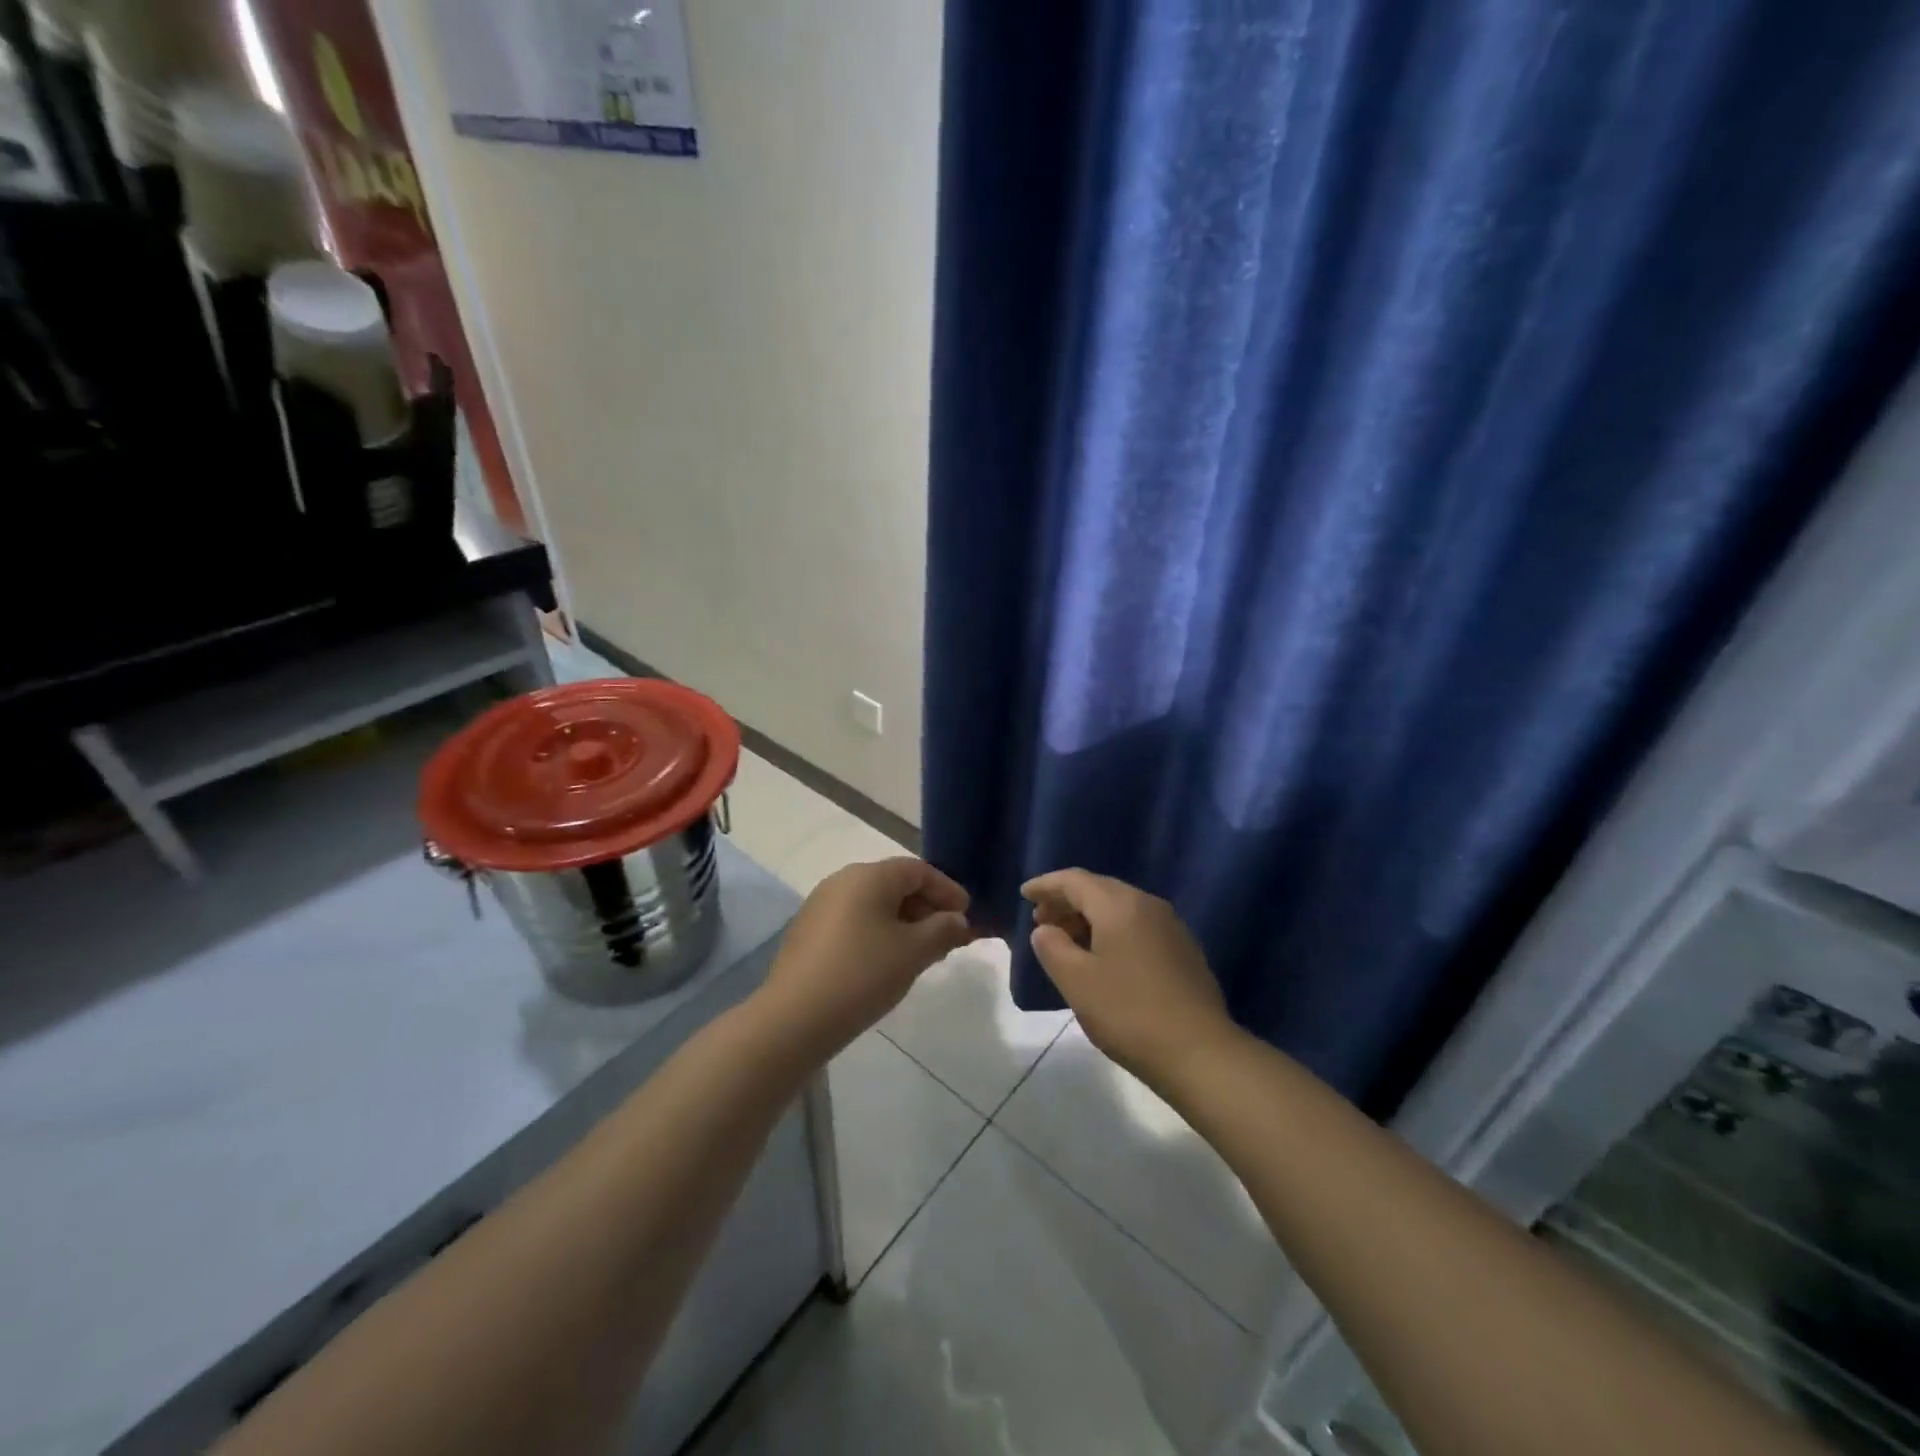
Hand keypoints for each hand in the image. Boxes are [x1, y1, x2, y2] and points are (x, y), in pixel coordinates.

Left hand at [756, 858, 976, 1065]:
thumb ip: (943, 930)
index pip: (918, 870)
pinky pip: (854, 920)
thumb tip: (957, 920)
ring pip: (874, 903)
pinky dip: (878, 931)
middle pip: (895, 883)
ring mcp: (821, 904)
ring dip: (903, 921)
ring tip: (921, 951)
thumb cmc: (862, 975)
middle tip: (948, 936)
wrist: (794, 1018)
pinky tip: (886, 960)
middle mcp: (843, 880)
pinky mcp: (808, 930)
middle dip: (926, 907)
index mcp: (869, 876)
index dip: (947, 890)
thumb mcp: (913, 952)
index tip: (967, 915)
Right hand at [1023, 869, 1232, 1087]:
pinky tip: (1103, 958)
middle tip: (1040, 921)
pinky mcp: (1183, 950)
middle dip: (1066, 901)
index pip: (1074, 880)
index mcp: (1119, 905)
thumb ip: (1052, 947)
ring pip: (1120, 908)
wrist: (1200, 1052)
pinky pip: (1137, 926)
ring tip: (1067, 941)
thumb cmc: (1129, 1013)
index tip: (1024, 895)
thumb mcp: (1076, 981)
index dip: (1046, 885)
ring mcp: (1170, 926)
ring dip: (1089, 918)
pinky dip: (1112, 931)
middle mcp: (1147, 904)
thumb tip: (1045, 930)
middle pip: (1099, 889)